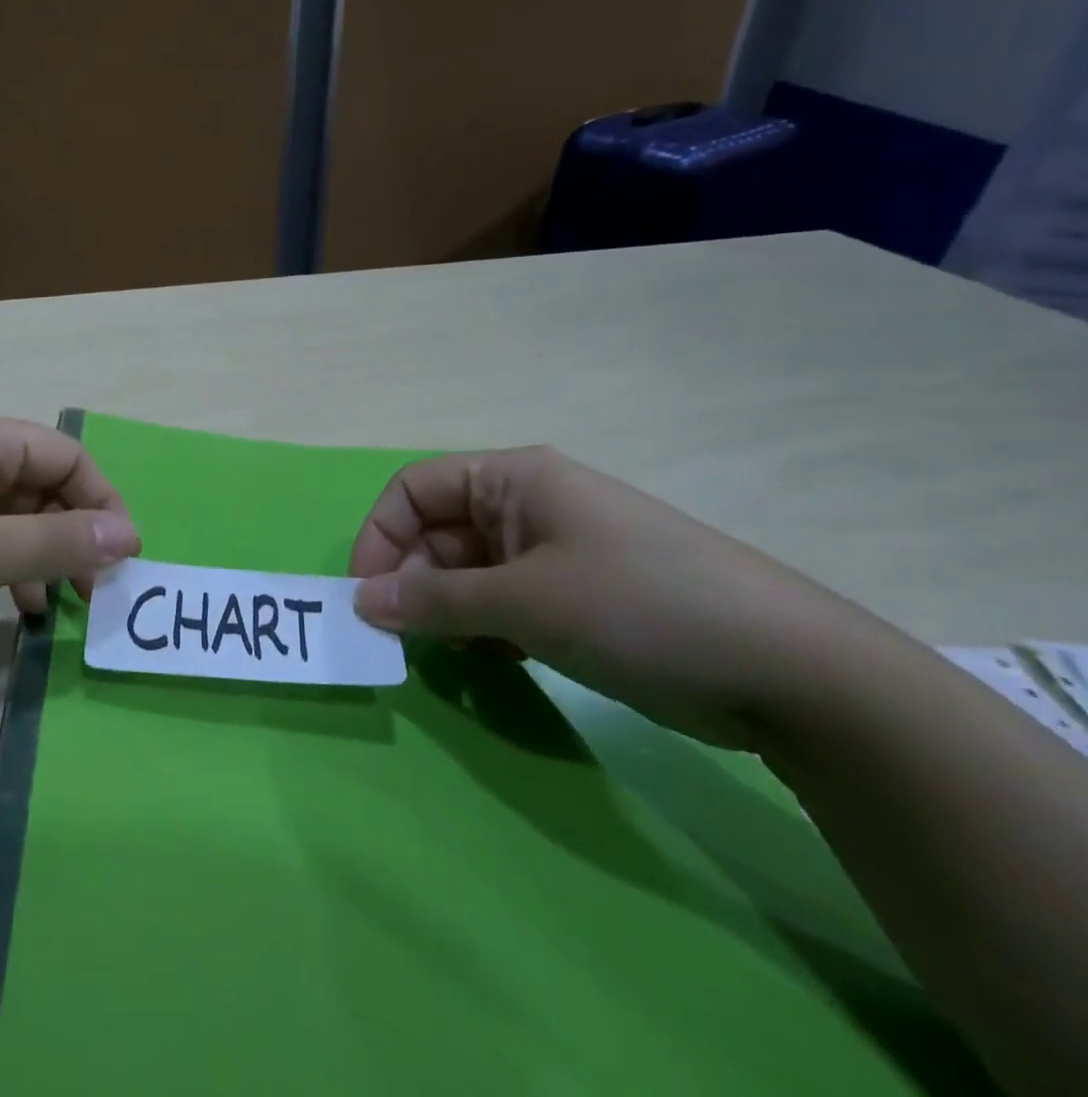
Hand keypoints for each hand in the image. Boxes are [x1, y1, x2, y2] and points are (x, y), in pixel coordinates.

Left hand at [0, 406, 140, 657]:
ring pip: (4, 516)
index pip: (68, 457)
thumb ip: (55, 543)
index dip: (104, 504)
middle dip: (72, 537)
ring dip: (36, 557)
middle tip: (91, 598)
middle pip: (38, 486)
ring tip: (51, 610)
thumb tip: (127, 534)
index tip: (125, 564)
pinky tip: (3, 608)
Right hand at [349, 446, 894, 748]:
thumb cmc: (641, 607)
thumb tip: (361, 604)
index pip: (414, 489)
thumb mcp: (526, 602)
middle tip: (402, 640)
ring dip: (446, 612)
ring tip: (451, 656)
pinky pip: (501, 603)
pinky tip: (494, 662)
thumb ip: (434, 601)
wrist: (793, 673)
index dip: (380, 537)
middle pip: (437, 533)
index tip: (365, 597)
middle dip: (412, 582)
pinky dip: (483, 630)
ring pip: (467, 572)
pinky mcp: (574, 597)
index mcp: (513, 479)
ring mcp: (553, 553)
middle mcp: (527, 506)